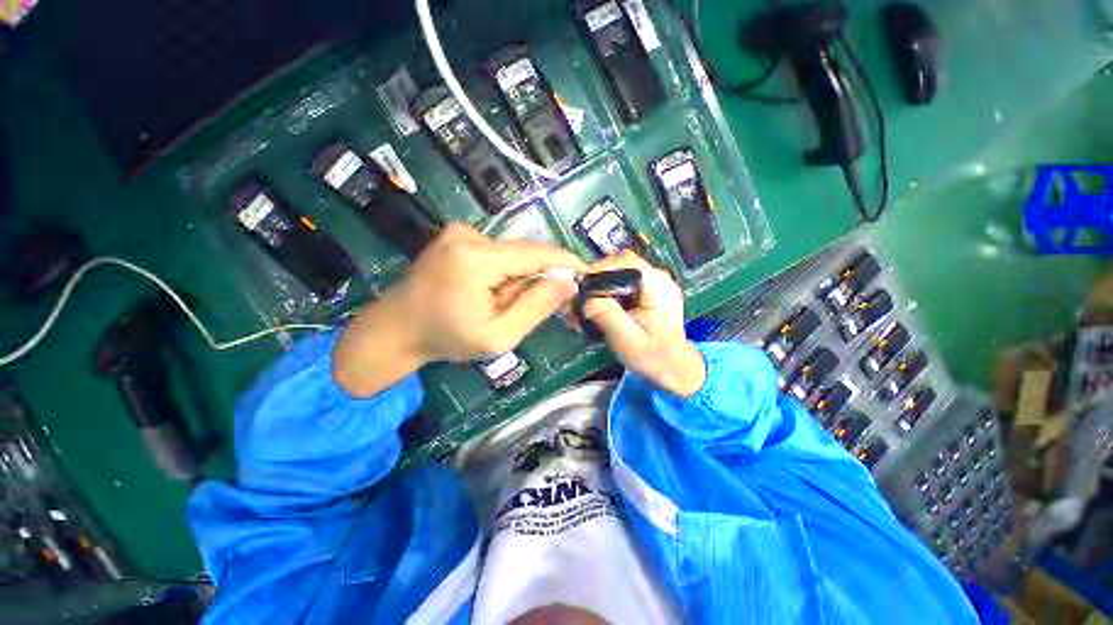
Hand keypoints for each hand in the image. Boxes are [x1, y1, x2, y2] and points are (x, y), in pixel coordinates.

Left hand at [334, 224, 583, 396]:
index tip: (586, 272)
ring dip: (514, 278)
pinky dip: (501, 272)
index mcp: (477, 259)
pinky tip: (483, 291)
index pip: (536, 253)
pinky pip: (496, 251)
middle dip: (533, 278)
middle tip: (522, 307)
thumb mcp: (498, 335)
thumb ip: (535, 307)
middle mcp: (468, 235)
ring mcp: (459, 232)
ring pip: (510, 253)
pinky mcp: (455, 235)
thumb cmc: (446, 338)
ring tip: (494, 303)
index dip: (565, 261)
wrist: (395, 329)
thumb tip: (568, 282)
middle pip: (523, 253)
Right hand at [581, 251, 705, 396]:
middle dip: (598, 276)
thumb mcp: (627, 340)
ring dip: (602, 282)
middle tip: (582, 296)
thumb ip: (608, 317)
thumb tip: (586, 300)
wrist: (673, 366)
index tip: (582, 287)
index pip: (625, 261)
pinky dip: (609, 287)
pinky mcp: (649, 287)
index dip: (600, 269)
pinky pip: (624, 278)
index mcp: (657, 286)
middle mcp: (658, 276)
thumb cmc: (652, 356)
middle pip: (621, 262)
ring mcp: (654, 280)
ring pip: (620, 269)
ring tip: (590, 301)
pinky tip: (604, 303)